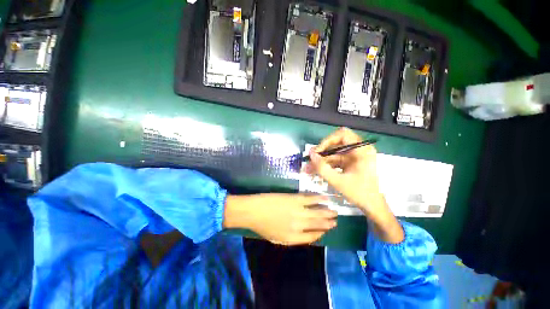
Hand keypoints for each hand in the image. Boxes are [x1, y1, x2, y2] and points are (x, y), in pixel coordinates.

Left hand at [223, 193, 337, 245]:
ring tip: (334, 211)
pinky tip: (325, 198)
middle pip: (318, 225)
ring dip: (327, 212)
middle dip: (328, 223)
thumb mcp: (276, 238)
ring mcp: (298, 211)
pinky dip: (319, 198)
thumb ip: (291, 237)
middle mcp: (299, 226)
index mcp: (293, 238)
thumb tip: (304, 233)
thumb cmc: (262, 226)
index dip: (321, 233)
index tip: (327, 230)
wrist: (252, 211)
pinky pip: (310, 199)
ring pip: (317, 212)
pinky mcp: (295, 199)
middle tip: (335, 220)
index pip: (312, 237)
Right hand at [305, 127, 403, 242]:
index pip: (342, 134)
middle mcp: (358, 150)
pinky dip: (325, 165)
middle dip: (321, 153)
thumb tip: (310, 154)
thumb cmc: (360, 194)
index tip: (317, 151)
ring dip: (320, 161)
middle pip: (335, 144)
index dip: (327, 140)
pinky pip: (334, 160)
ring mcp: (353, 156)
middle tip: (309, 161)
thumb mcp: (338, 181)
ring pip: (332, 153)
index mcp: (362, 150)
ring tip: (308, 169)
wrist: (372, 206)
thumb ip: (322, 168)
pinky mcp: (349, 162)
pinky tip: (315, 171)